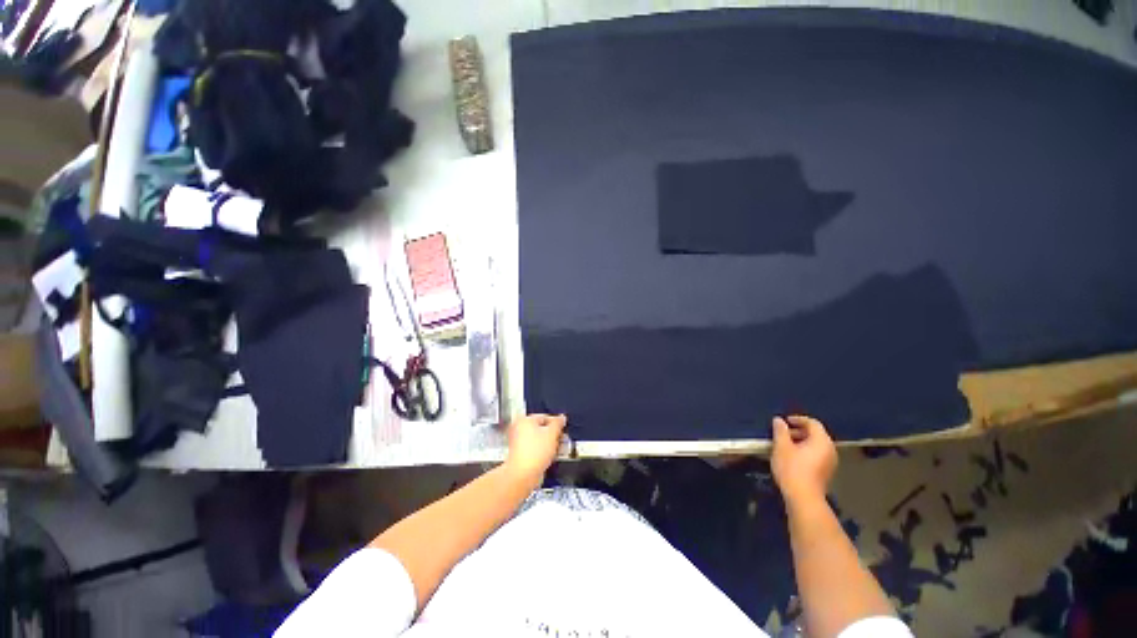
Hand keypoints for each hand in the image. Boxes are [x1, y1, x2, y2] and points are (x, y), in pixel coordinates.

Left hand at [504, 413, 566, 483]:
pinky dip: (544, 451)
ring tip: (559, 449)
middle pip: (541, 428)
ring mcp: (518, 443)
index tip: (563, 428)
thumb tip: (562, 418)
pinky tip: (552, 456)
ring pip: (539, 440)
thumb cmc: (534, 452)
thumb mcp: (552, 434)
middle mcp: (519, 429)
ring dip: (550, 444)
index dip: (556, 423)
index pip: (544, 417)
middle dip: (554, 435)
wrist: (523, 475)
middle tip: (563, 439)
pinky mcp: (521, 455)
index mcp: (524, 420)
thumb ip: (558, 423)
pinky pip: (535, 449)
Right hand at [771, 415, 836, 504]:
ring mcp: (830, 462)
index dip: (798, 419)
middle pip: (816, 434)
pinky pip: (817, 455)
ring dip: (801, 442)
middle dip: (798, 431)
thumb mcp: (781, 446)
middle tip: (782, 433)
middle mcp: (830, 450)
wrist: (803, 498)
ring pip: (816, 445)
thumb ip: (780, 431)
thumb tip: (779, 420)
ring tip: (784, 445)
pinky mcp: (826, 472)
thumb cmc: (792, 469)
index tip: (784, 421)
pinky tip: (792, 457)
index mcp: (822, 441)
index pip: (812, 423)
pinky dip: (805, 451)